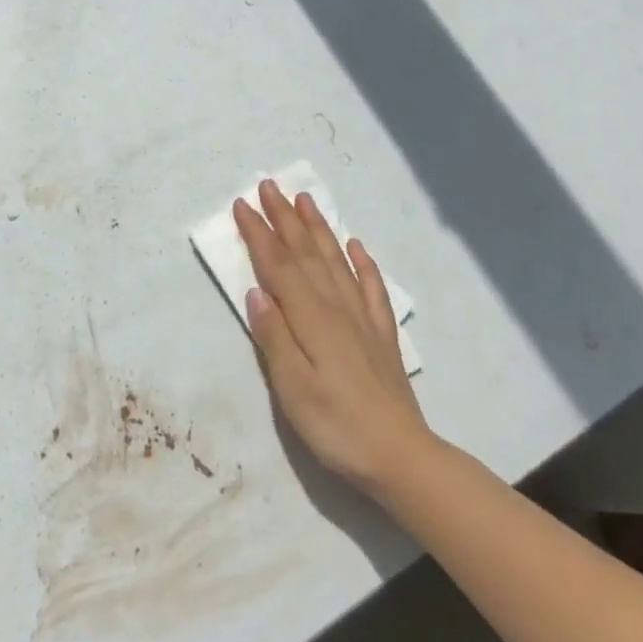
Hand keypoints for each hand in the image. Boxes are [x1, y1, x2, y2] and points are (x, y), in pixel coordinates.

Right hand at [235, 180, 431, 495]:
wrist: (400, 456)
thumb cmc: (336, 426)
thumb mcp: (292, 389)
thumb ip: (273, 337)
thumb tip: (255, 291)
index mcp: (311, 318)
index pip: (279, 266)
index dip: (259, 234)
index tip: (242, 204)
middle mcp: (337, 307)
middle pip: (306, 253)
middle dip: (284, 218)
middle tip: (269, 185)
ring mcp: (363, 318)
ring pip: (336, 260)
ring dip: (319, 228)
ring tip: (305, 199)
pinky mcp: (382, 334)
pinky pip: (372, 287)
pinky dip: (362, 262)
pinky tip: (356, 246)